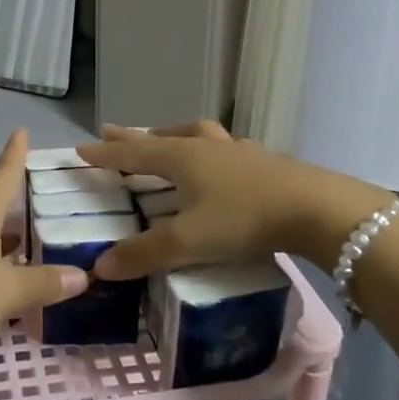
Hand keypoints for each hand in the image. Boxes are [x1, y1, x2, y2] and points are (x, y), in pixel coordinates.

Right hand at [76, 122, 391, 278]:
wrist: (317, 209)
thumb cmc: (245, 219)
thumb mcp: (189, 242)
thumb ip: (144, 254)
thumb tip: (101, 266)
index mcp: (182, 158)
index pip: (133, 154)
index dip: (106, 154)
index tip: (81, 148)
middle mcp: (206, 147)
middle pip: (161, 137)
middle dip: (134, 138)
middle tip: (112, 133)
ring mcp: (238, 151)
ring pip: (197, 134)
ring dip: (174, 135)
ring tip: (164, 138)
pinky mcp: (265, 161)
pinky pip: (224, 147)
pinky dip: (209, 150)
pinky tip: (219, 162)